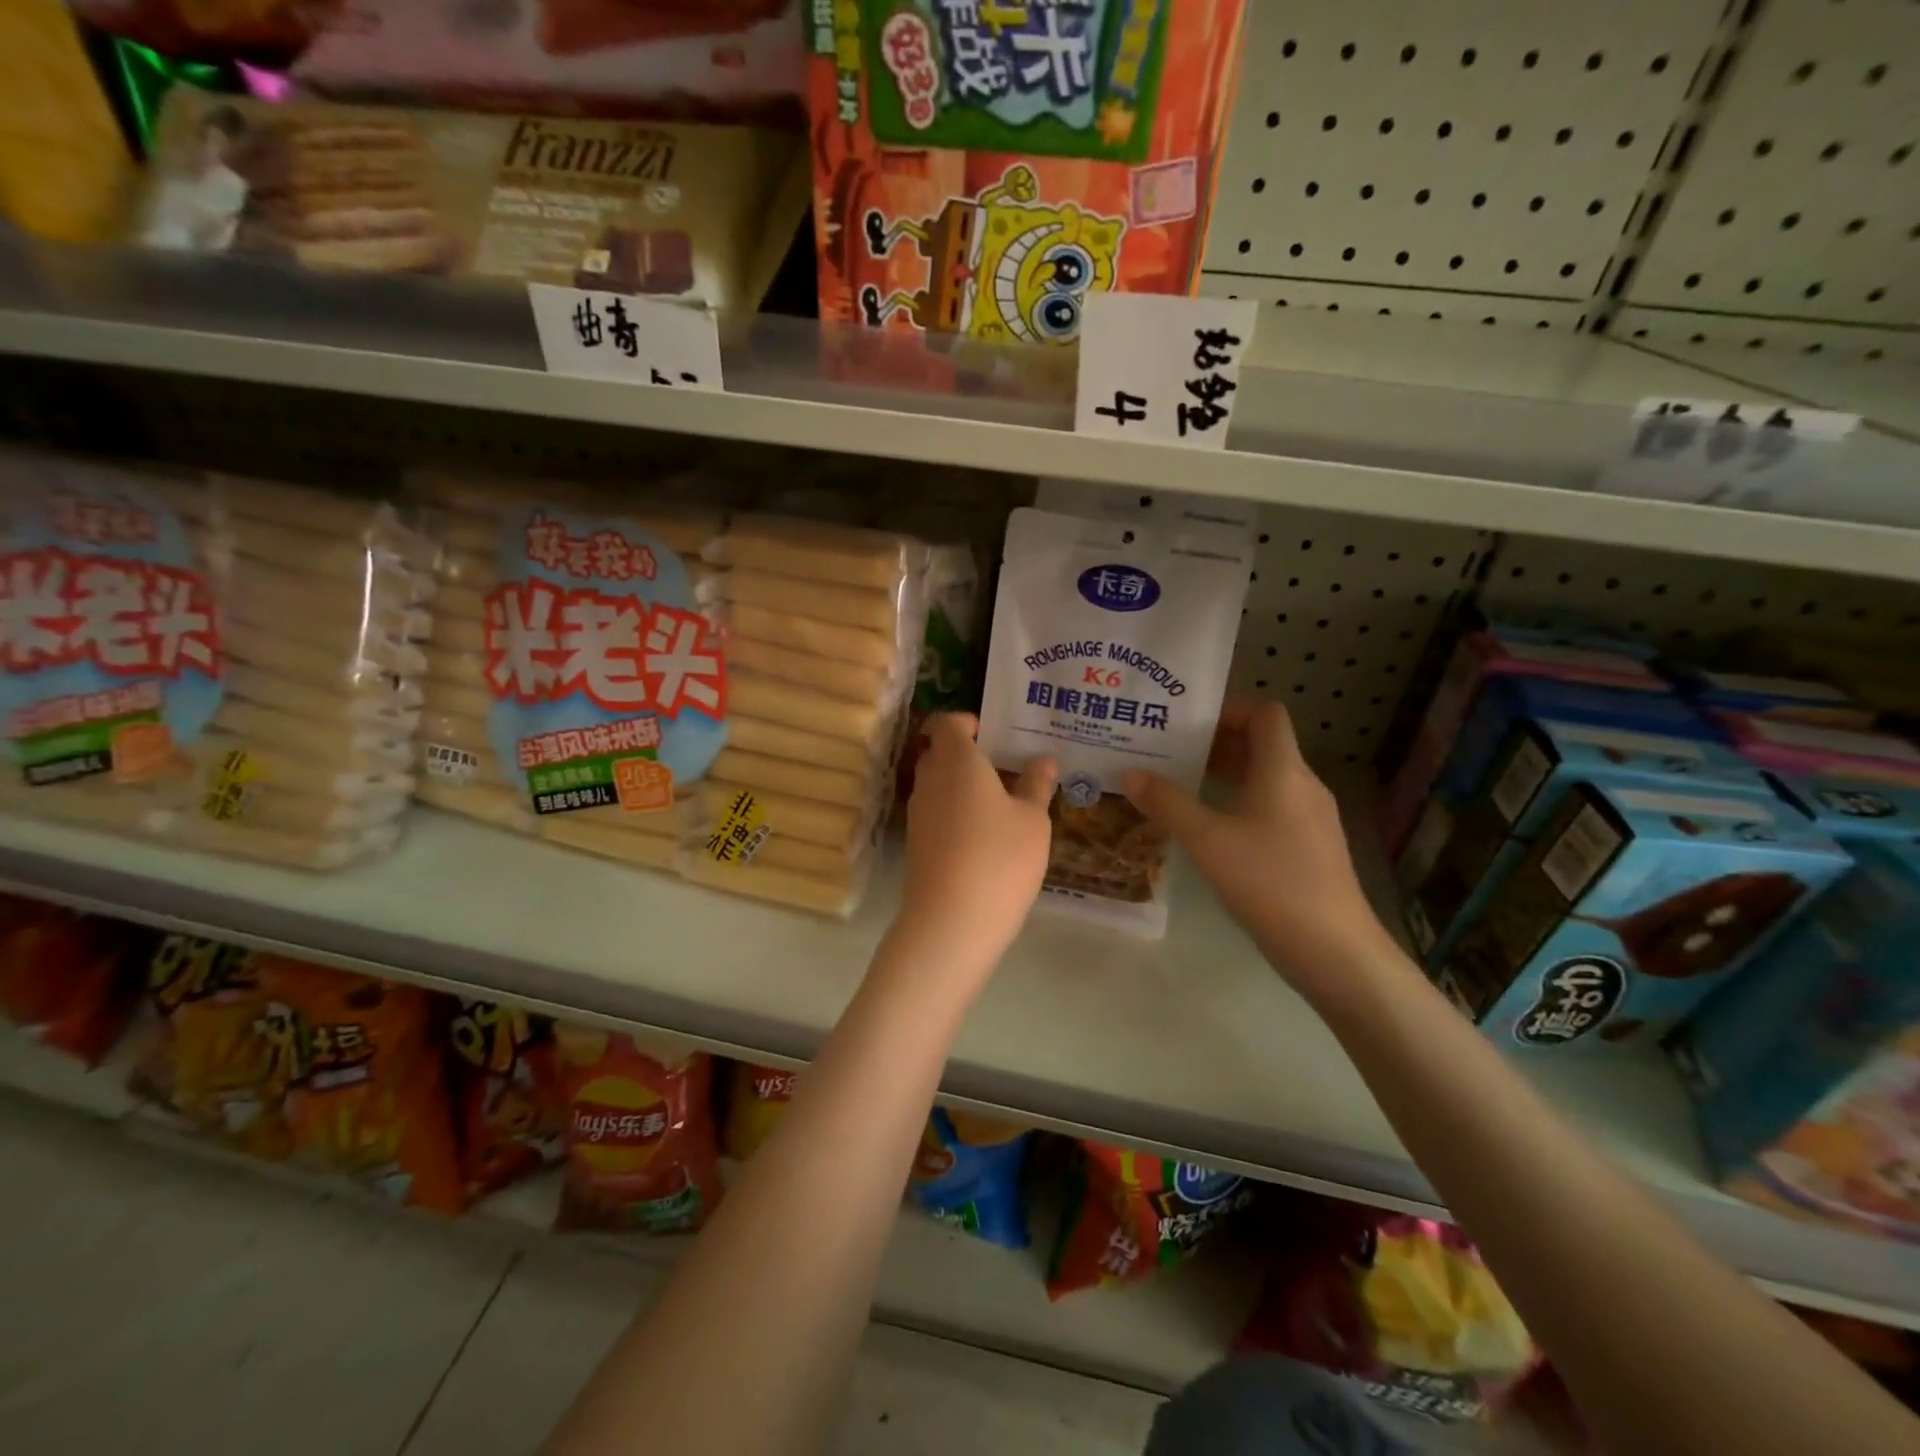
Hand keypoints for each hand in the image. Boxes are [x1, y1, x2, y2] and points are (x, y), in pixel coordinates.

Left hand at [900, 714, 1055, 960]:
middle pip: (941, 753)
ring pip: (938, 785)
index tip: (997, 736)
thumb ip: (1036, 785)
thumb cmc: (1000, 857)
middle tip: (1007, 768)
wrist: (951, 921)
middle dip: (970, 755)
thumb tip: (1043, 761)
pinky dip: (956, 814)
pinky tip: (986, 836)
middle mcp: (930, 780)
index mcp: (957, 760)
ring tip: (1003, 804)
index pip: (948, 723)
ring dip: (964, 787)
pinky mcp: (916, 843)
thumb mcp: (1032, 820)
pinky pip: (936, 813)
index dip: (969, 723)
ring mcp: (918, 813)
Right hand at [1122, 701, 1392, 998]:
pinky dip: (1239, 803)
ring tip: (1179, 784)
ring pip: (1265, 778)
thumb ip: (1167, 803)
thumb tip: (1130, 774)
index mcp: (1283, 770)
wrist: (1332, 948)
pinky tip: (1209, 828)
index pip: (1265, 714)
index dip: (1229, 708)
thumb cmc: (1269, 881)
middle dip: (1215, 743)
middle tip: (1169, 750)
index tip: (1188, 721)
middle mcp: (1302, 785)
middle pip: (1262, 744)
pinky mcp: (1309, 846)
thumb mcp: (1207, 840)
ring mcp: (1310, 817)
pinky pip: (1271, 806)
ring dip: (1225, 774)